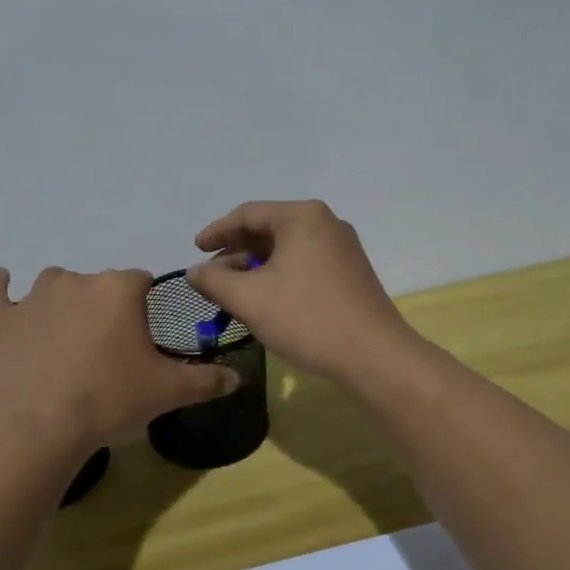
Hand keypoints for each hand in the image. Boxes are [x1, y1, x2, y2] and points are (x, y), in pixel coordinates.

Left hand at [0, 266, 239, 450]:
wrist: (38, 425)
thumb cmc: (109, 400)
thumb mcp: (167, 391)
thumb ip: (206, 380)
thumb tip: (239, 379)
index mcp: (119, 289)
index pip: (140, 281)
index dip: (143, 306)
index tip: (141, 336)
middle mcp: (76, 280)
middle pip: (97, 285)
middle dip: (104, 309)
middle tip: (105, 351)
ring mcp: (32, 296)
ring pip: (53, 286)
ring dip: (61, 302)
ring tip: (63, 338)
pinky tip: (0, 282)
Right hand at [185, 200, 416, 385]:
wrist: (374, 356)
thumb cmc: (307, 318)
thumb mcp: (249, 299)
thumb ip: (214, 280)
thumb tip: (194, 270)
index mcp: (302, 217)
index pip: (248, 214)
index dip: (216, 231)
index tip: (194, 250)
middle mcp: (325, 223)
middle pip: (268, 228)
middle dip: (236, 251)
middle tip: (210, 273)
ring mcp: (342, 247)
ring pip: (286, 248)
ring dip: (255, 266)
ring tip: (232, 290)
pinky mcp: (350, 271)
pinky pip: (303, 262)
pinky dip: (278, 274)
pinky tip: (264, 298)